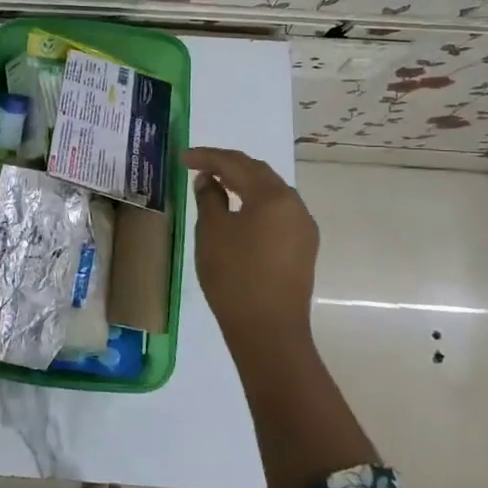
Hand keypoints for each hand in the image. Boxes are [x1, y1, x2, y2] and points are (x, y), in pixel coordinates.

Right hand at [182, 147, 318, 351]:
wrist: (269, 330)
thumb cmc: (234, 276)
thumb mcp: (212, 232)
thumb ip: (209, 198)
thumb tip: (209, 180)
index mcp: (272, 196)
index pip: (235, 164)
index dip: (207, 157)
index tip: (183, 157)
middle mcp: (294, 204)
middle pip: (258, 172)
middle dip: (228, 165)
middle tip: (199, 166)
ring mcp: (303, 226)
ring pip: (271, 192)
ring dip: (244, 183)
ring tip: (217, 185)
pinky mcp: (303, 246)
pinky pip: (278, 212)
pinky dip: (256, 203)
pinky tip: (239, 211)